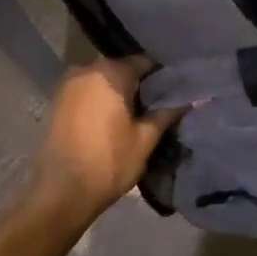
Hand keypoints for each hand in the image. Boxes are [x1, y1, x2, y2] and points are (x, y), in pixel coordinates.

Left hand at [25, 57, 183, 226]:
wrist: (61, 193)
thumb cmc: (109, 162)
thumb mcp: (146, 138)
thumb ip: (168, 113)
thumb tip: (197, 98)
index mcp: (111, 72)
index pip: (145, 62)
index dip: (164, 75)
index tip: (180, 88)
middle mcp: (87, 69)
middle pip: (124, 69)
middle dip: (143, 83)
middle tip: (164, 101)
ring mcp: (69, 85)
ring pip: (106, 81)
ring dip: (123, 93)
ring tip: (143, 112)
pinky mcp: (59, 102)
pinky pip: (90, 92)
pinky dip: (105, 100)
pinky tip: (119, 118)